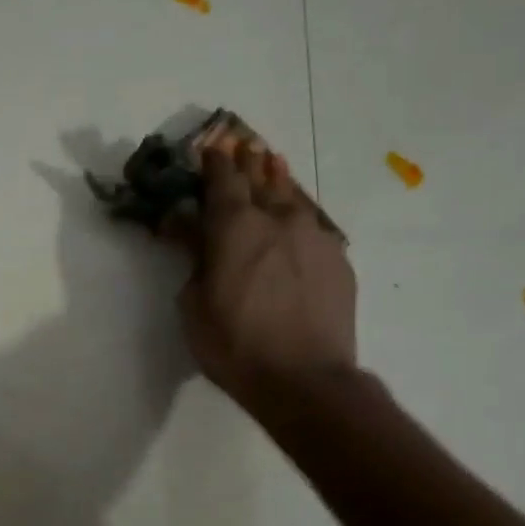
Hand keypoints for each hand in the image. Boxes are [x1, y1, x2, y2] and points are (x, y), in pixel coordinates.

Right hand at [172, 141, 357, 415]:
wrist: (305, 380)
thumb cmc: (235, 345)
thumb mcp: (195, 305)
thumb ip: (193, 259)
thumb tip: (186, 228)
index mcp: (235, 226)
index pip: (223, 178)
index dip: (214, 161)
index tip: (209, 148)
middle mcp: (278, 218)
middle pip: (261, 177)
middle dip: (248, 161)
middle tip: (242, 146)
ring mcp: (315, 236)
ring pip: (293, 195)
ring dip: (278, 178)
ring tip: (272, 163)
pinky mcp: (338, 259)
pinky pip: (314, 224)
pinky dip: (300, 215)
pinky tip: (298, 219)